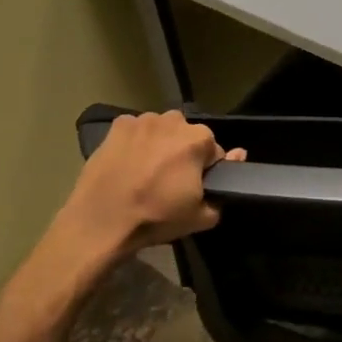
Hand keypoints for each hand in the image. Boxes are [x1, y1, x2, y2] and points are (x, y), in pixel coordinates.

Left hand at [58, 110, 244, 260]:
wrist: (102, 220)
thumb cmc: (156, 217)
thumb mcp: (200, 217)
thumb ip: (224, 187)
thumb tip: (239, 155)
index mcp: (198, 139)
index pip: (214, 152)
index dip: (206, 172)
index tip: (193, 189)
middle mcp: (173, 120)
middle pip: (187, 136)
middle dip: (183, 154)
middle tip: (170, 182)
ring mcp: (142, 120)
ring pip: (161, 131)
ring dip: (160, 145)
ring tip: (146, 173)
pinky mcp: (116, 125)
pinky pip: (135, 131)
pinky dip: (135, 143)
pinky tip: (127, 164)